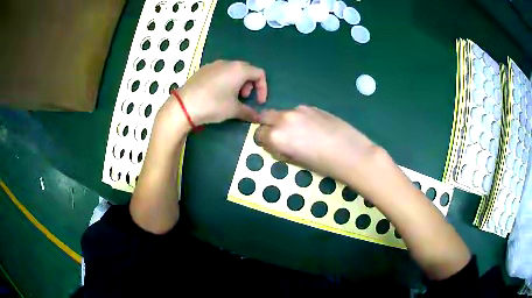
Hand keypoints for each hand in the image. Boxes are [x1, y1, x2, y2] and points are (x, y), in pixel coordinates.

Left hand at [174, 60, 266, 125]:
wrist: (183, 105)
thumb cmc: (213, 105)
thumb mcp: (234, 110)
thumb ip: (250, 112)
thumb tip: (259, 118)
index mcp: (239, 69)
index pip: (259, 74)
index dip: (263, 88)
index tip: (259, 102)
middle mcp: (228, 63)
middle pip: (246, 70)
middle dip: (250, 85)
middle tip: (244, 98)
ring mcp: (214, 64)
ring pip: (232, 71)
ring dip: (237, 83)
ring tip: (231, 97)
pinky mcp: (203, 69)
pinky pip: (220, 72)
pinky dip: (225, 81)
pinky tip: (217, 94)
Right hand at [256, 106, 385, 186]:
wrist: (351, 153)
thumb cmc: (323, 165)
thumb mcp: (295, 161)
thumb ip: (280, 149)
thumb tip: (275, 144)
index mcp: (277, 136)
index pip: (258, 134)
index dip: (264, 141)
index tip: (272, 146)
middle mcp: (284, 119)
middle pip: (265, 116)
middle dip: (268, 125)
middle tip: (281, 137)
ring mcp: (299, 110)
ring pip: (283, 113)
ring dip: (285, 121)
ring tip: (301, 133)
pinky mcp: (312, 107)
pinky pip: (298, 111)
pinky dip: (299, 118)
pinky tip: (314, 128)